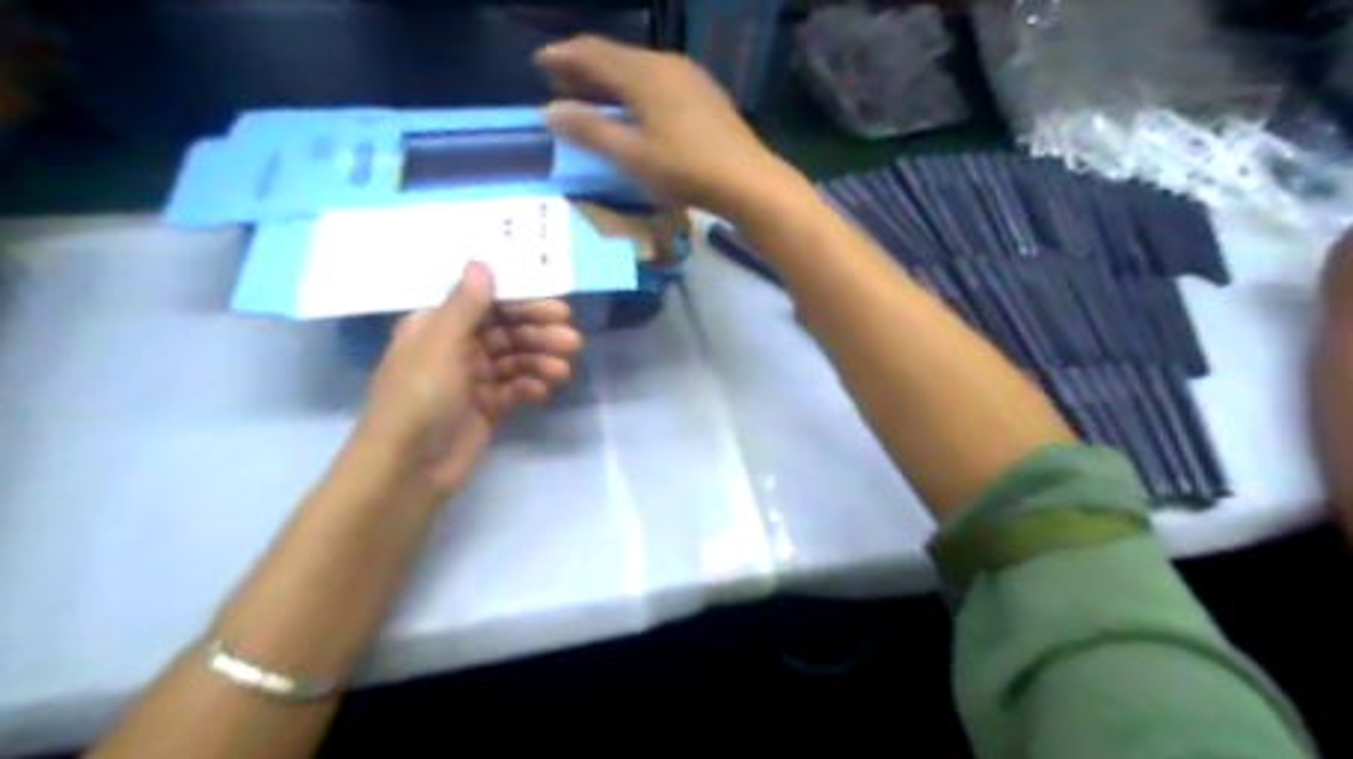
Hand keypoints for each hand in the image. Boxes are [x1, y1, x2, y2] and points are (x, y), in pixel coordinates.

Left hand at [342, 264, 579, 500]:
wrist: (407, 470)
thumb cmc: (417, 399)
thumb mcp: (440, 346)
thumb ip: (465, 306)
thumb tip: (481, 262)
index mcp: (437, 326)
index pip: (486, 303)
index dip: (522, 302)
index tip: (558, 306)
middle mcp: (455, 348)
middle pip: (505, 332)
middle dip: (538, 334)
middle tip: (571, 340)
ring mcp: (472, 380)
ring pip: (514, 360)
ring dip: (539, 361)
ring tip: (564, 370)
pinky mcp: (486, 409)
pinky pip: (513, 389)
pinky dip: (530, 387)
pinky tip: (544, 391)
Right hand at [531, 37, 800, 218]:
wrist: (749, 181)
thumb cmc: (685, 171)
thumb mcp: (631, 156)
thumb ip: (589, 130)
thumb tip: (549, 110)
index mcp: (643, 73)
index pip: (591, 52)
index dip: (561, 57)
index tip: (538, 65)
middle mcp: (665, 63)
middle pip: (615, 56)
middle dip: (583, 66)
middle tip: (559, 83)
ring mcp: (690, 76)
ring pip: (639, 67)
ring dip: (610, 77)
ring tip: (593, 96)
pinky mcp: (705, 93)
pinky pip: (659, 79)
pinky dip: (636, 87)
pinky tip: (636, 108)